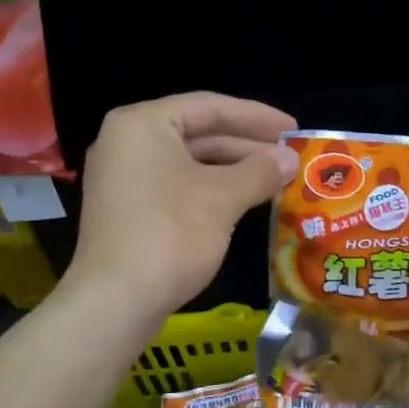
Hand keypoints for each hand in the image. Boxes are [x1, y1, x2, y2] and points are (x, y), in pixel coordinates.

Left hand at [69, 92, 298, 316]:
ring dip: (232, 170)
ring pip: (189, 162)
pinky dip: (211, 190)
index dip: (257, 116)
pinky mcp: (127, 210)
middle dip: (246, 145)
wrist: (115, 301)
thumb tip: (290, 159)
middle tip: (290, 156)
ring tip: (276, 178)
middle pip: (198, 132)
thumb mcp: (222, 198)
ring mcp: (123, 178)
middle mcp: (127, 142)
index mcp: (143, 123)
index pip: (209, 106)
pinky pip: (176, 186)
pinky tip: (244, 201)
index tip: (293, 129)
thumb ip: (259, 171)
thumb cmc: (170, 234)